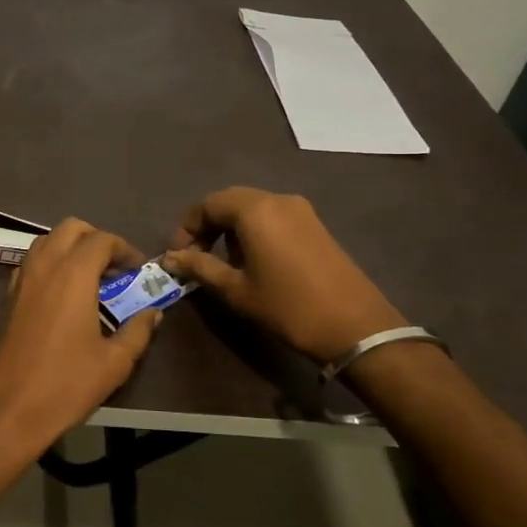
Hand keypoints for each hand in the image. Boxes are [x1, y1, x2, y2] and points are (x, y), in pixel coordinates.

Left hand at [0, 219, 161, 449]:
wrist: (7, 409)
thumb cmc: (66, 384)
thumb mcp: (114, 363)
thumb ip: (137, 331)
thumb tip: (153, 313)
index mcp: (73, 274)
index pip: (102, 240)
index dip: (124, 249)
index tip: (138, 270)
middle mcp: (43, 266)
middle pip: (71, 228)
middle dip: (96, 239)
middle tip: (114, 270)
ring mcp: (20, 280)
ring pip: (46, 241)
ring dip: (70, 248)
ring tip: (90, 280)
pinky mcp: (7, 297)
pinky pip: (31, 263)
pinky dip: (50, 264)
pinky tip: (63, 296)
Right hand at [164, 188, 405, 363]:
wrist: (355, 327)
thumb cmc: (287, 306)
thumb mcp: (236, 289)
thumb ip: (200, 267)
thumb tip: (172, 258)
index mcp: (255, 210)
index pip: (208, 205)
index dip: (187, 228)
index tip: (178, 256)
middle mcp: (277, 199)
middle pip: (230, 202)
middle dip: (207, 226)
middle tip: (195, 257)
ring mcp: (301, 210)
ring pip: (252, 208)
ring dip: (230, 229)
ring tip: (223, 263)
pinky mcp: (315, 225)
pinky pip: (273, 217)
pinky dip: (254, 231)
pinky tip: (253, 262)